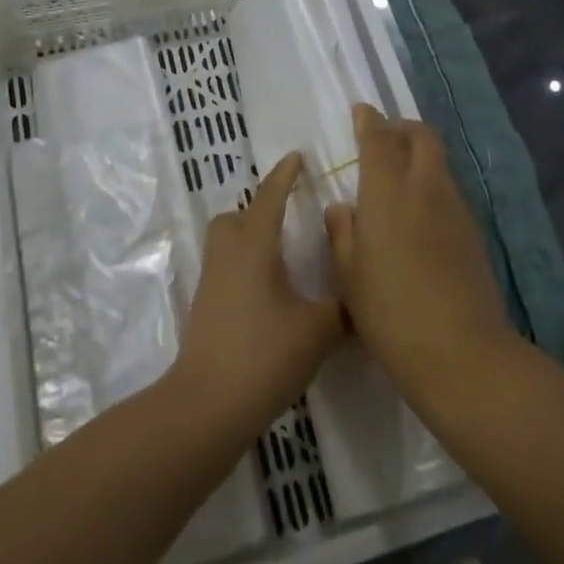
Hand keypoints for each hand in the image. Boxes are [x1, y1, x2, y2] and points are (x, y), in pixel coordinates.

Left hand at [173, 153, 344, 436]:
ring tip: (283, 256)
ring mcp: (212, 284)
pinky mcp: (206, 310)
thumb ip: (341, 306)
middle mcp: (228, 257)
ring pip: (227, 244)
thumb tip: (357, 290)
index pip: (269, 199)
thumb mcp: (318, 329)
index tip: (297, 157)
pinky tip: (271, 292)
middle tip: (288, 218)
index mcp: (254, 248)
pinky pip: (226, 269)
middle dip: (258, 210)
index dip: (284, 176)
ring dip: (250, 239)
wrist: (208, 405)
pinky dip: (246, 267)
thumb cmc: (264, 355)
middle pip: (235, 218)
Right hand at [326, 105, 515, 407]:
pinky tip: (418, 215)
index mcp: (387, 193)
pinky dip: (432, 185)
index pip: (378, 140)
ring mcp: (454, 208)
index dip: (369, 121)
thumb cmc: (389, 312)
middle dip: (403, 128)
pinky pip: (449, 191)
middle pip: (422, 137)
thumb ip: (342, 233)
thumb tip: (342, 208)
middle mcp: (425, 188)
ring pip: (438, 163)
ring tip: (399, 177)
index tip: (362, 110)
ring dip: (419, 156)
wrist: (460, 351)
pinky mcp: (472, 231)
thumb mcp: (349, 276)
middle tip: (385, 138)